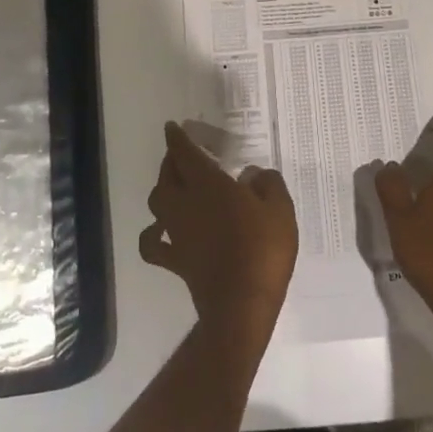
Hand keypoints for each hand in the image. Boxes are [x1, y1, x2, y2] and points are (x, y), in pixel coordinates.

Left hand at [140, 122, 297, 342]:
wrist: (242, 304)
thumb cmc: (263, 250)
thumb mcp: (280, 210)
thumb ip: (268, 185)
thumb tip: (255, 174)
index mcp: (209, 184)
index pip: (185, 153)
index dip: (177, 138)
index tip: (173, 127)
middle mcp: (185, 203)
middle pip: (167, 175)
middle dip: (171, 161)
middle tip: (181, 155)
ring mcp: (177, 233)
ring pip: (157, 202)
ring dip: (163, 189)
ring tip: (174, 185)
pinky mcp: (176, 260)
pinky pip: (154, 243)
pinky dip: (152, 234)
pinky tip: (161, 230)